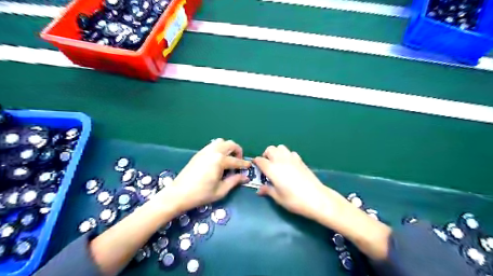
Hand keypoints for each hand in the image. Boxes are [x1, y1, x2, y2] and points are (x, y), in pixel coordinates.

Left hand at [161, 139, 250, 211]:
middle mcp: (213, 151)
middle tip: (238, 161)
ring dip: (228, 147)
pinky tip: (218, 159)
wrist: (178, 193)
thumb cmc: (201, 194)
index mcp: (219, 160)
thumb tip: (245, 177)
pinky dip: (219, 148)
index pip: (236, 161)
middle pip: (230, 144)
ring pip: (221, 141)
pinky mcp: (199, 153)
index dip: (244, 164)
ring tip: (229, 158)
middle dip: (238, 151)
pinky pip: (212, 145)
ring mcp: (205, 151)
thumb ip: (234, 181)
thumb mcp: (221, 190)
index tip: (249, 167)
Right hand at [252, 145, 343, 219]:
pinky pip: (290, 152)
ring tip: (277, 163)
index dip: (256, 162)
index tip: (256, 167)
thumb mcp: (278, 197)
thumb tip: (259, 190)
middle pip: (270, 149)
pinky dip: (286, 155)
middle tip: (266, 165)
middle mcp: (280, 160)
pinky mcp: (301, 160)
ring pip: (280, 147)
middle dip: (266, 155)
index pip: (260, 160)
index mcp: (272, 169)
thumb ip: (267, 191)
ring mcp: (292, 158)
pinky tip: (289, 165)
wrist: (316, 198)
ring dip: (276, 152)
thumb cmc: (294, 200)